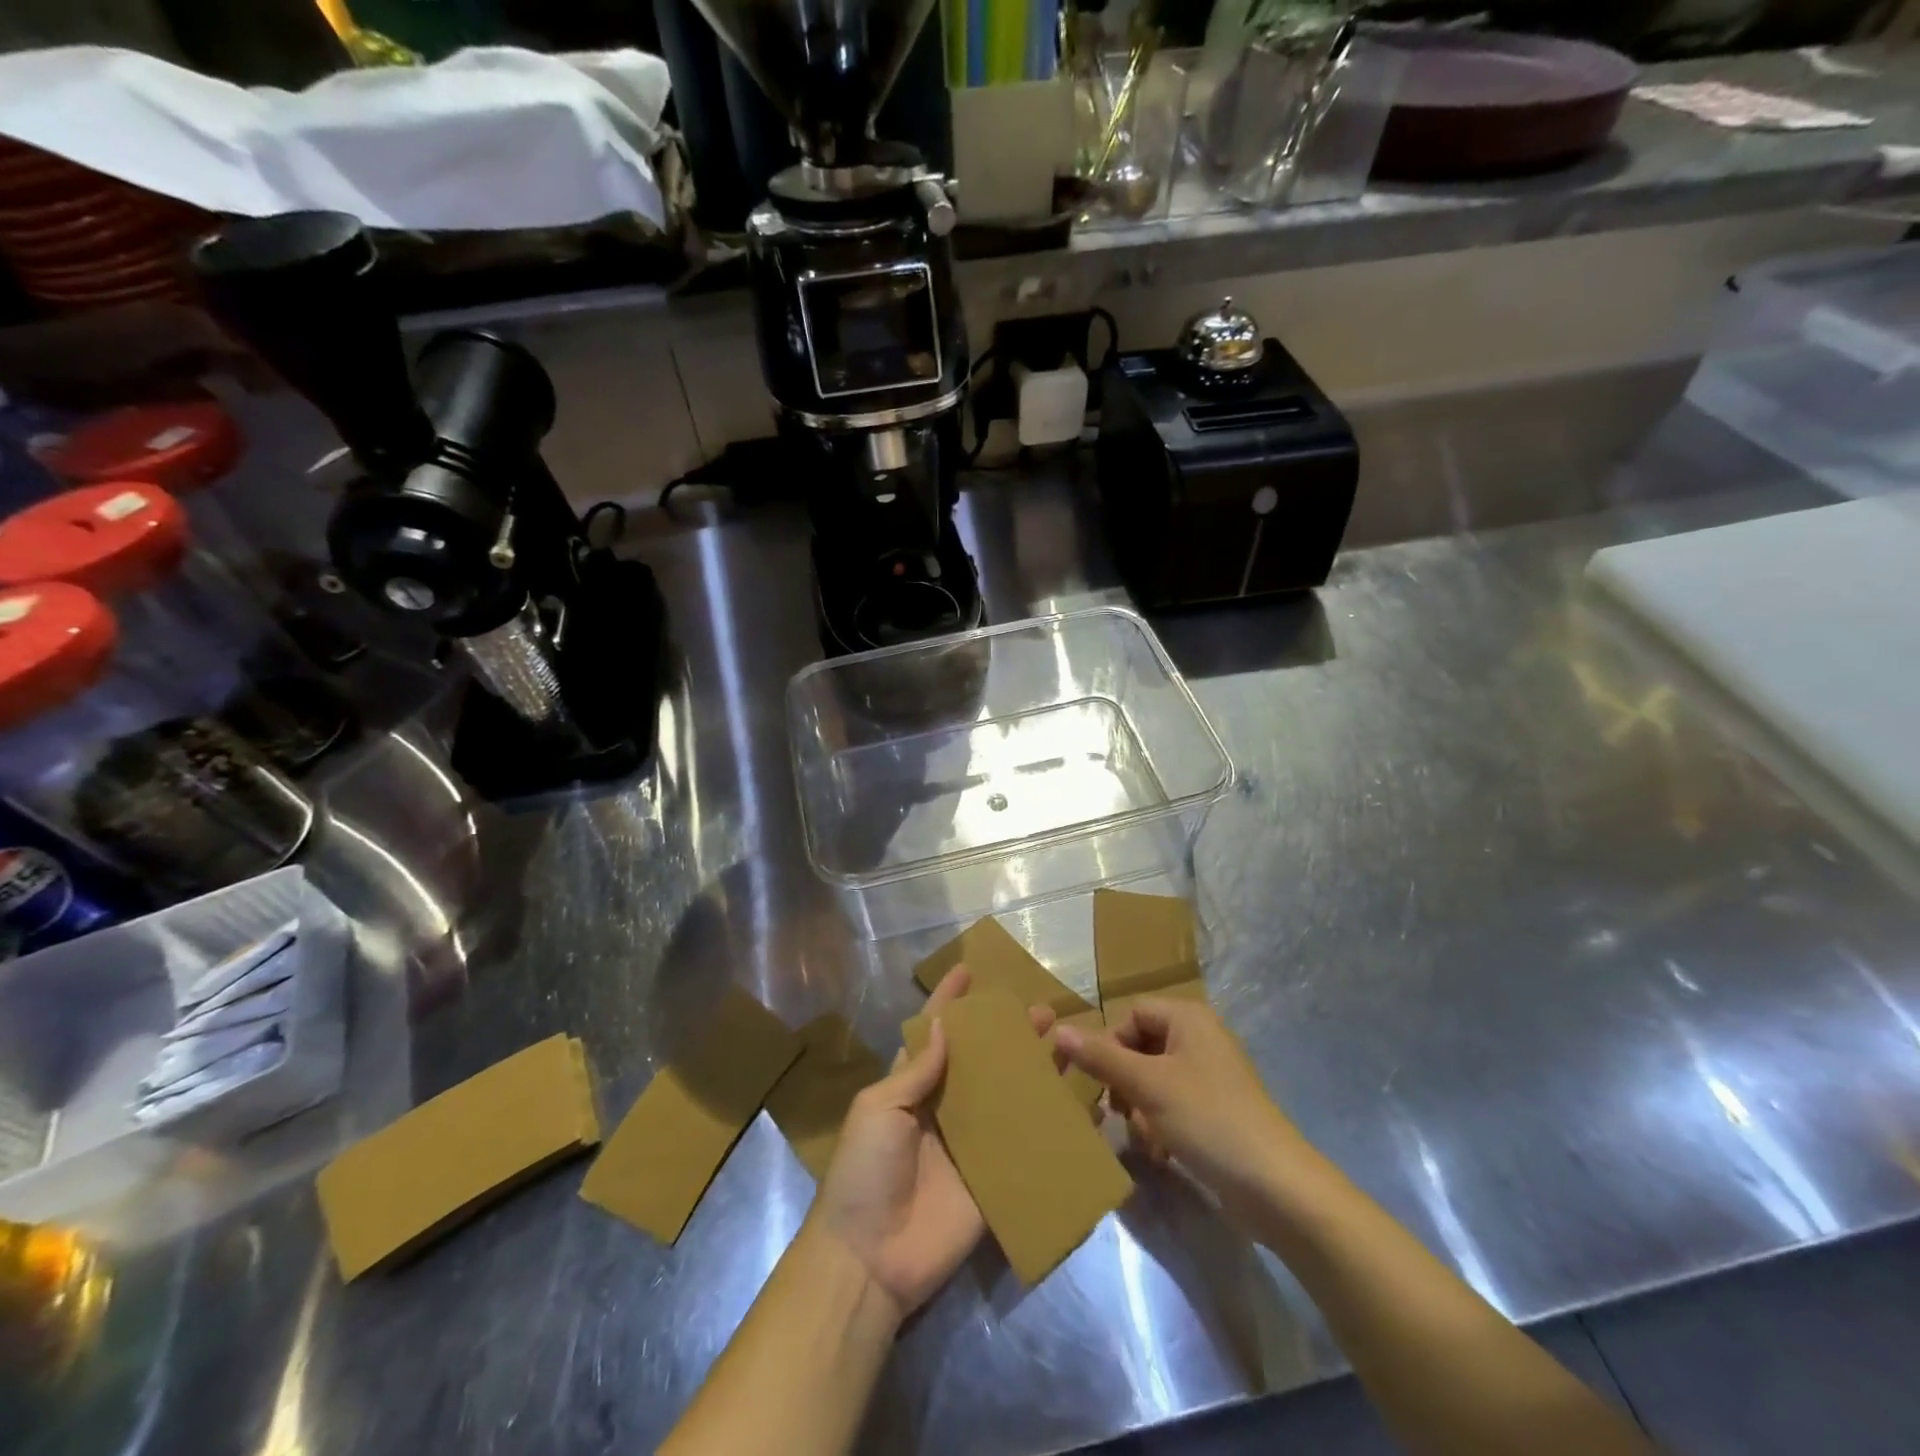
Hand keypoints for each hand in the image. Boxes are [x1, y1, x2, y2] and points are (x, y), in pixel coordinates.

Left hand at [810, 967, 1052, 1319]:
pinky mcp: (993, 1181)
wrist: (870, 1259)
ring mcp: (971, 1145)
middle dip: (1007, 1034)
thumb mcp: (878, 1108)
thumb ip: (915, 1071)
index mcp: (911, 1087)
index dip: (949, 1003)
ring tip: (1061, 1042)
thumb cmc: (864, 1171)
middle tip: (1040, 1010)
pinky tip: (1079, 1107)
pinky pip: (1025, 1147)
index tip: (968, 971)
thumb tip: (945, 1027)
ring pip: (1008, 1097)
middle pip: (982, 1062)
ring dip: (1033, 1070)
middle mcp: (944, 1108)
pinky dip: (1049, 1126)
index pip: (933, 1034)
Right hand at [1054, 999, 1314, 1228]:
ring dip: (1140, 1108)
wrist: (1276, 1187)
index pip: (1130, 1014)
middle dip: (1123, 1082)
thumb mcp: (1146, 1085)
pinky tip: (1161, 1153)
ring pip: (1153, 1080)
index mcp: (1187, 1018)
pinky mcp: (1217, 1111)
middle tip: (1115, 1113)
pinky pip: (1173, 1105)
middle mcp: (1200, 1038)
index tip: (1096, 1081)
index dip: (1108, 1043)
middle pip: (1140, 1047)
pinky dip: (1160, 1124)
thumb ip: (1100, 1057)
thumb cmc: (1208, 1119)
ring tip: (1142, 1137)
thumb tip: (1057, 1030)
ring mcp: (1211, 1076)